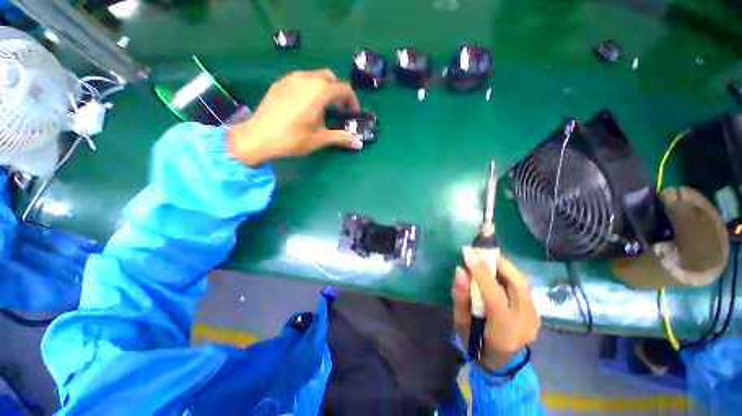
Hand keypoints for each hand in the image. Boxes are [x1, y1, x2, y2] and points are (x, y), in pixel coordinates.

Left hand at [227, 69, 362, 165]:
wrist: (258, 136)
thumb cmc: (293, 138)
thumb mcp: (320, 139)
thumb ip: (341, 138)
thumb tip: (360, 144)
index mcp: (320, 91)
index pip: (344, 89)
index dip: (352, 101)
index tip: (352, 113)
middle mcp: (307, 78)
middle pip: (329, 78)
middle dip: (337, 91)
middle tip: (337, 109)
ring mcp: (291, 78)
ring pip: (314, 76)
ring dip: (322, 89)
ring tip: (320, 108)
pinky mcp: (280, 83)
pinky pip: (300, 80)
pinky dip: (308, 88)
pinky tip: (303, 105)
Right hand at [452, 247, 539, 370]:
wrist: (499, 361)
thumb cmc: (474, 343)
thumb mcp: (461, 323)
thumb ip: (460, 297)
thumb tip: (460, 270)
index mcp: (504, 331)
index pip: (495, 296)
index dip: (481, 271)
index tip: (467, 252)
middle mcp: (526, 323)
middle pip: (518, 283)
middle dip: (499, 262)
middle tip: (480, 251)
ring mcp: (535, 317)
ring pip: (523, 282)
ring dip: (504, 266)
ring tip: (486, 258)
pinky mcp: (536, 312)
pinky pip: (522, 286)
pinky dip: (508, 274)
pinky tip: (495, 272)